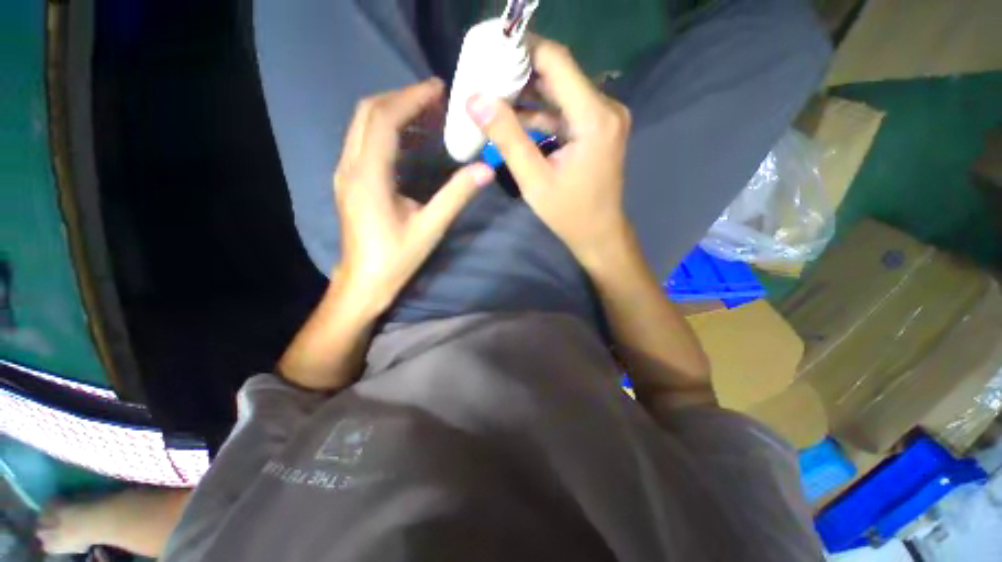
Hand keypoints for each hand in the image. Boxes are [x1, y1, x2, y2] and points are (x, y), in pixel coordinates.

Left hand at [335, 78, 494, 312]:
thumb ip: (457, 195)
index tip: (438, 89)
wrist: (364, 282)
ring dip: (393, 111)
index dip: (412, 98)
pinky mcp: (349, 181)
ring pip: (362, 125)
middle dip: (402, 97)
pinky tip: (409, 140)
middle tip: (435, 99)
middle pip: (368, 112)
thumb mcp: (430, 228)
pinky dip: (386, 130)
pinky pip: (363, 141)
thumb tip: (485, 169)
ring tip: (426, 114)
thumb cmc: (396, 258)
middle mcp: (350, 166)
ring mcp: (345, 173)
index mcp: (369, 175)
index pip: (385, 119)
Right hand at [466, 39, 631, 268]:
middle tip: (485, 77)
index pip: (556, 61)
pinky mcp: (598, 128)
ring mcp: (604, 117)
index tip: (490, 53)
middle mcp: (606, 107)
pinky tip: (515, 118)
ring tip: (493, 97)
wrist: (599, 234)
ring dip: (528, 94)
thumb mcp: (534, 179)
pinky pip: (566, 110)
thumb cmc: (569, 213)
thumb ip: (507, 137)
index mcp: (594, 117)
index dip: (522, 50)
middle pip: (559, 73)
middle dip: (520, 73)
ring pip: (561, 91)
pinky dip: (541, 113)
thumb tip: (475, 99)